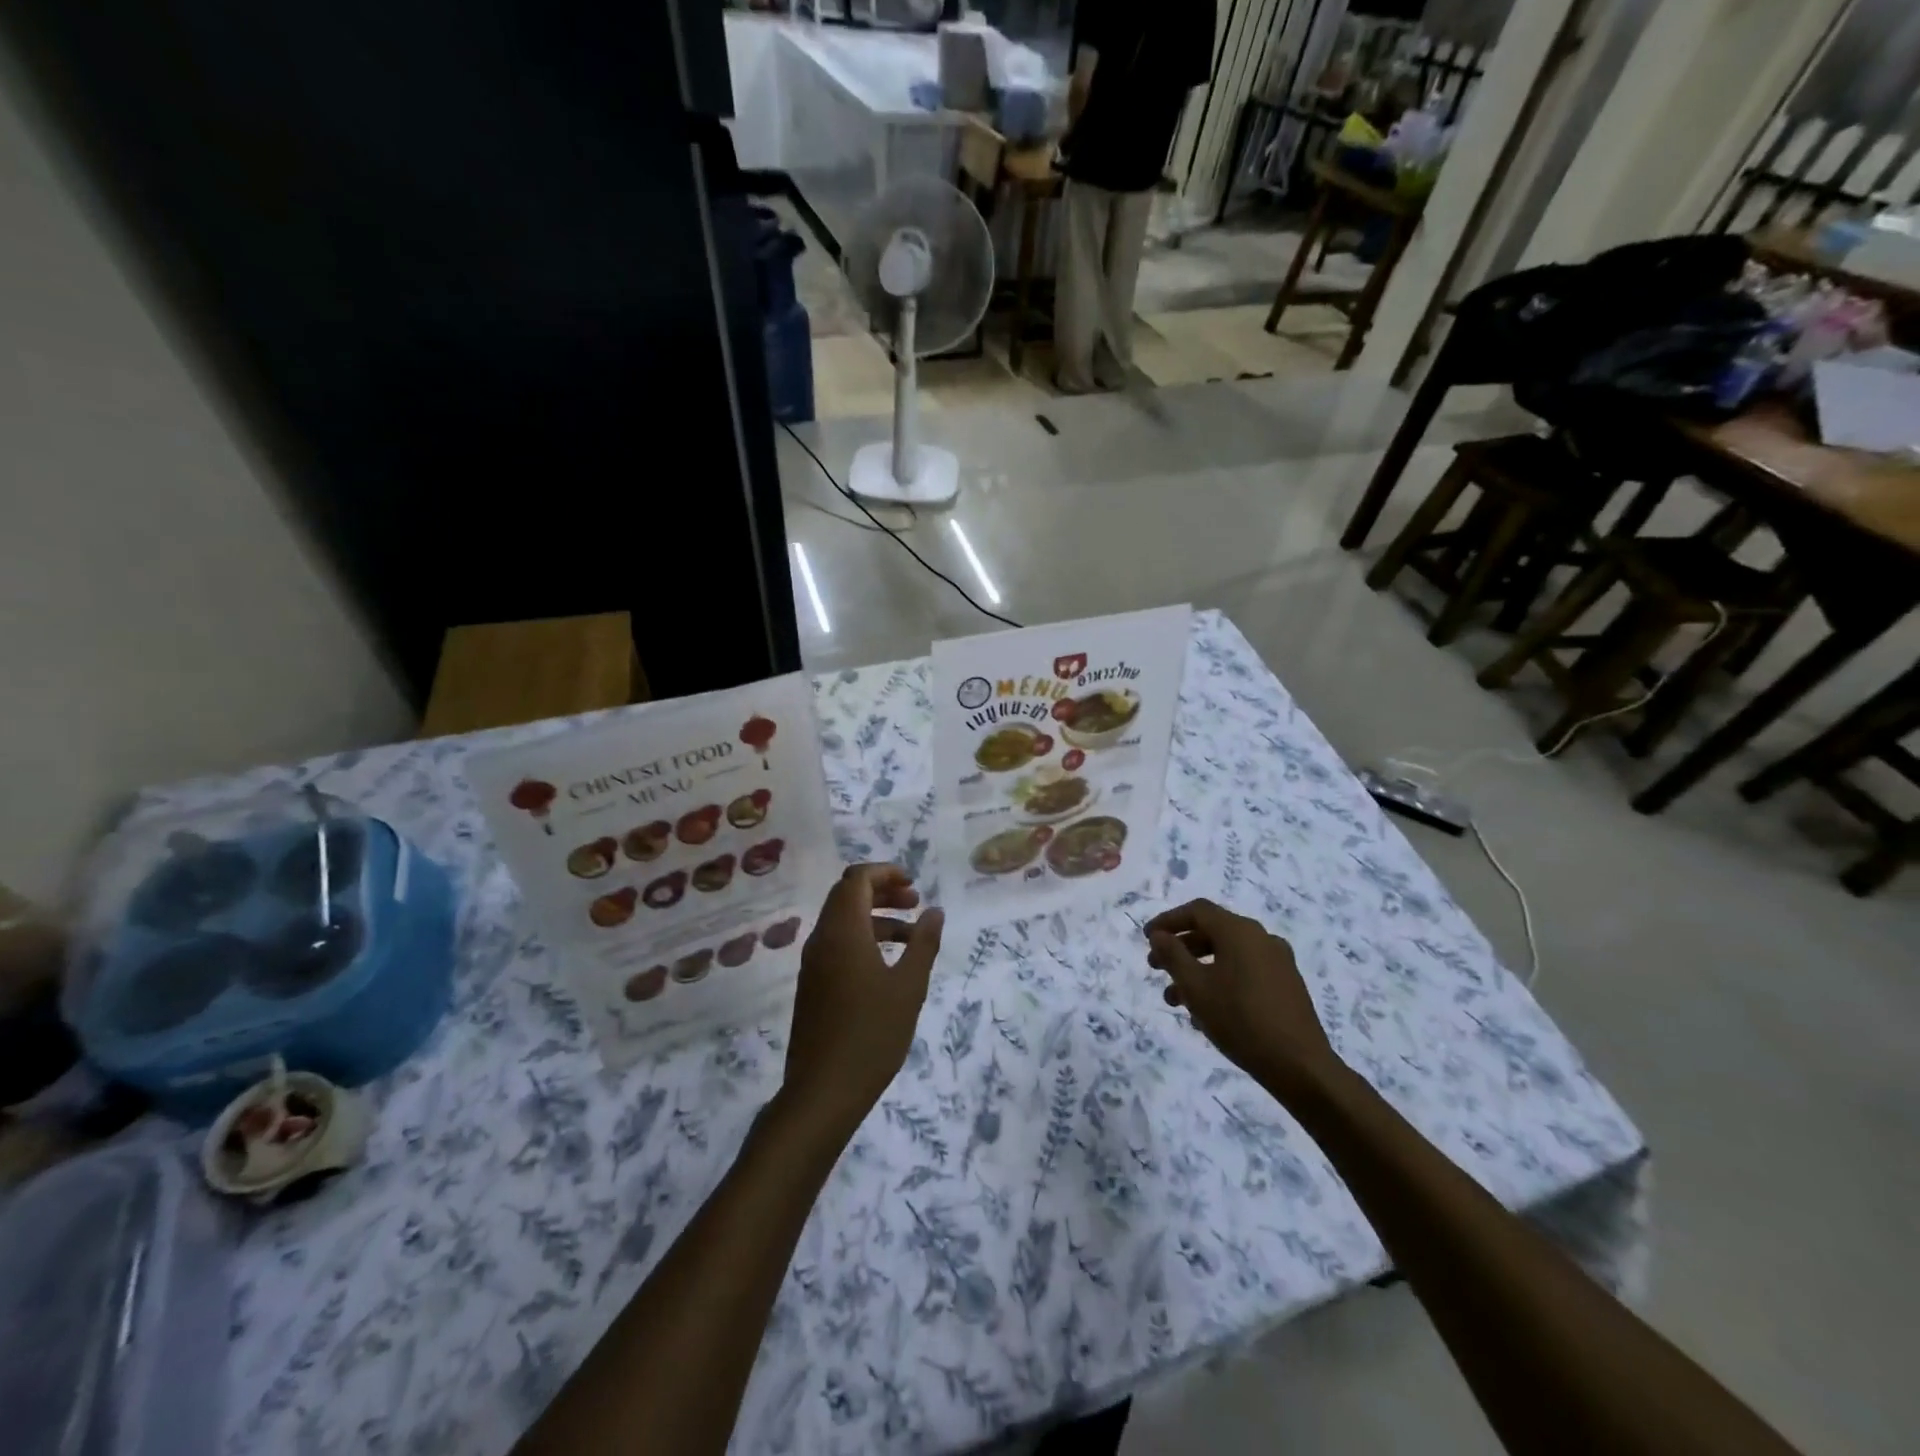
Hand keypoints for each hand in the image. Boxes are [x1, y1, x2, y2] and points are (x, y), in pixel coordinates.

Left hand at [781, 864, 944, 1137]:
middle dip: (882, 891)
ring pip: (843, 921)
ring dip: (876, 917)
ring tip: (912, 936)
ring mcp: (813, 963)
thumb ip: (924, 944)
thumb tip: (935, 911)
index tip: (914, 883)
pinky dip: (864, 939)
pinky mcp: (812, 985)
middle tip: (915, 902)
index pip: (856, 879)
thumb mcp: (909, 987)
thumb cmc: (871, 1035)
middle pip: (847, 895)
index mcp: (842, 932)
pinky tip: (889, 964)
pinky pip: (838, 944)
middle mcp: (822, 939)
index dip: (885, 872)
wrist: (822, 1092)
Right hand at [1145, 899, 1341, 1099]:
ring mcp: (1278, 962)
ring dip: (1197, 970)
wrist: (1300, 1066)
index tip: (1146, 938)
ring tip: (1175, 1000)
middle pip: (1212, 932)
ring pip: (1227, 955)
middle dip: (1180, 948)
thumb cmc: (1240, 1020)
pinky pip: (1245, 972)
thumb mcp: (1195, 988)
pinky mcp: (1287, 985)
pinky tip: (1206, 1012)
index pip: (1197, 911)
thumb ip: (1173, 956)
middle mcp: (1261, 938)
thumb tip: (1159, 935)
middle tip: (1156, 967)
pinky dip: (1220, 980)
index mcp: (1239, 931)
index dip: (1168, 921)